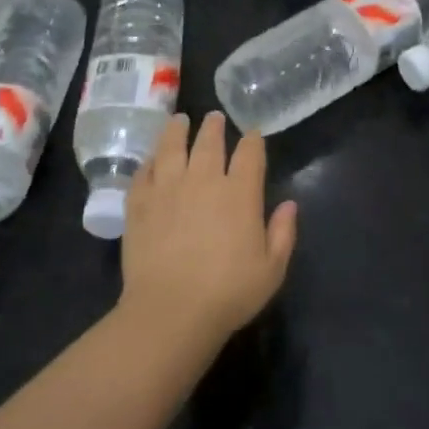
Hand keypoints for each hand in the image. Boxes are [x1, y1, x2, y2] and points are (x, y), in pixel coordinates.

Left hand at [121, 112, 298, 348]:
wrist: (171, 310)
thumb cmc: (229, 293)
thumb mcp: (272, 269)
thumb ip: (283, 233)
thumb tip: (290, 205)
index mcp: (240, 193)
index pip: (249, 154)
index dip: (253, 140)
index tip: (253, 133)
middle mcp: (204, 181)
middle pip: (209, 142)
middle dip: (214, 127)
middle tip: (214, 117)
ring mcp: (167, 189)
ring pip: (172, 147)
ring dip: (177, 131)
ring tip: (179, 120)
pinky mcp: (139, 204)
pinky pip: (143, 172)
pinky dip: (149, 161)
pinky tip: (151, 159)